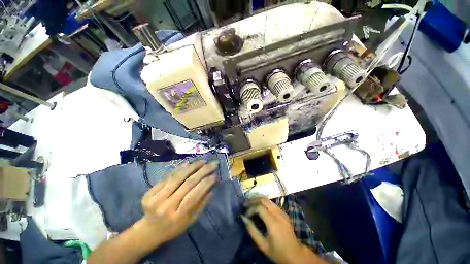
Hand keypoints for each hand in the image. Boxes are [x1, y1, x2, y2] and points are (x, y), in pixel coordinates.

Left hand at [138, 160, 218, 246]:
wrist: (149, 231)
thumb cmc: (174, 227)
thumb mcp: (191, 220)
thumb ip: (202, 203)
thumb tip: (212, 186)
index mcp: (178, 217)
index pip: (194, 195)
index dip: (206, 183)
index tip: (215, 175)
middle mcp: (166, 207)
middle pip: (187, 184)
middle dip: (202, 171)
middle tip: (212, 163)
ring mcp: (156, 199)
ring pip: (178, 177)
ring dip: (192, 167)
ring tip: (202, 161)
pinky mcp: (149, 192)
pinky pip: (167, 177)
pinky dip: (179, 168)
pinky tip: (188, 163)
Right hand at [241, 198, 326, 263]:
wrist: (295, 254)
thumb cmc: (278, 252)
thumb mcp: (263, 245)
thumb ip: (252, 231)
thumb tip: (244, 218)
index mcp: (273, 222)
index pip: (259, 208)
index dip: (250, 209)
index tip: (245, 214)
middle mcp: (278, 214)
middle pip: (263, 200)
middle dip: (253, 200)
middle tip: (245, 204)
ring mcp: (282, 212)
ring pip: (268, 199)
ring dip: (258, 200)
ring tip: (251, 204)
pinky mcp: (283, 212)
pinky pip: (272, 203)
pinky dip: (263, 202)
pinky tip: (259, 207)